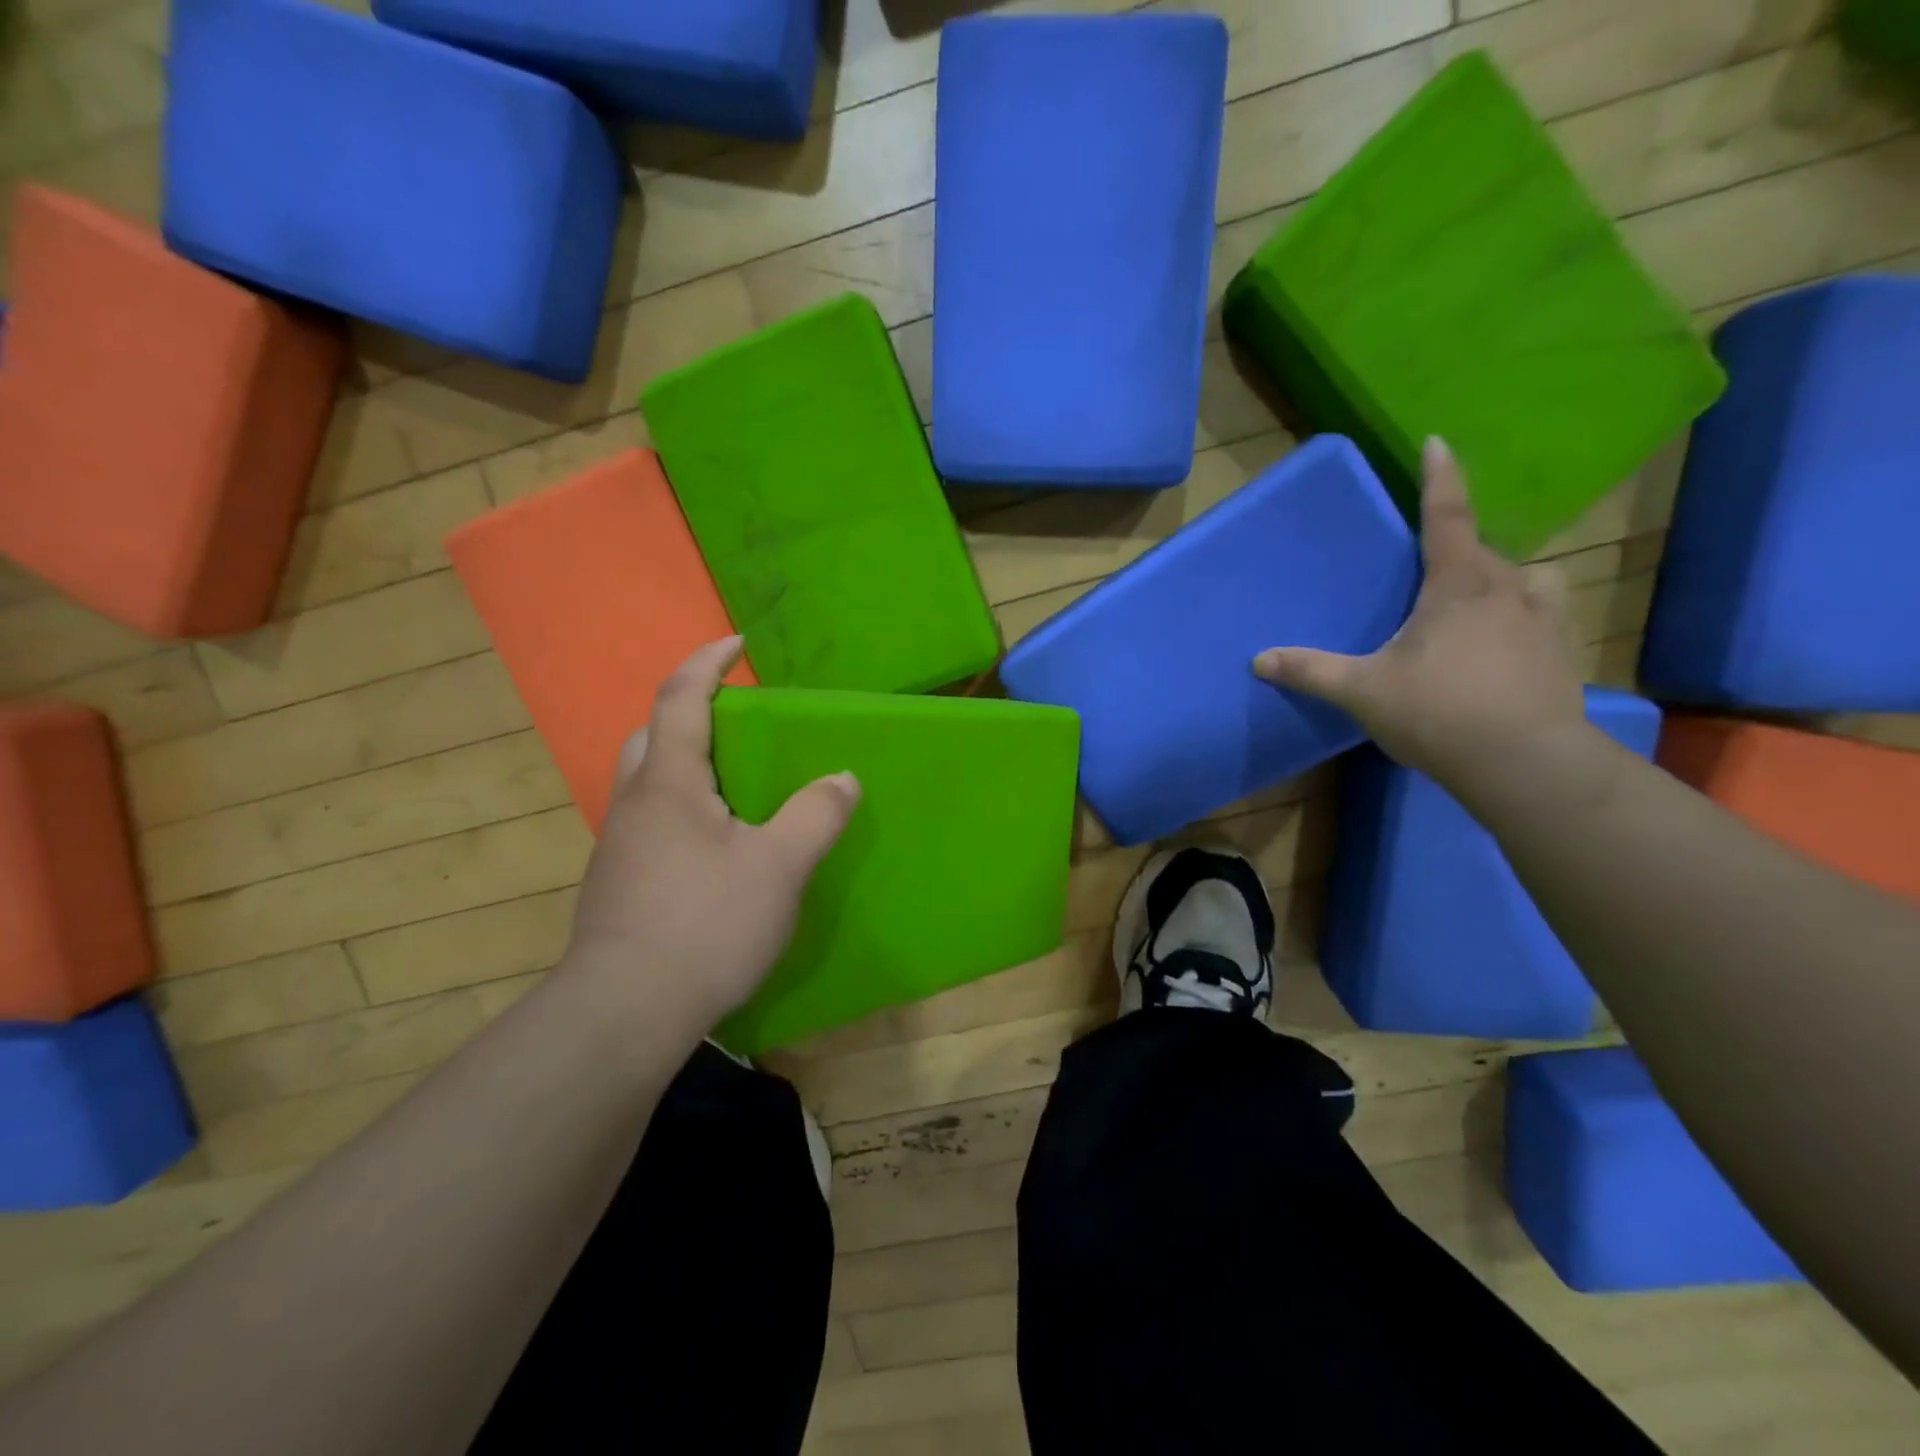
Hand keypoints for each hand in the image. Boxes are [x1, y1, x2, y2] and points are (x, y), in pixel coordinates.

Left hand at [567, 637, 859, 1030]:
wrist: (624, 1012)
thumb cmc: (705, 924)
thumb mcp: (779, 866)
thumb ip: (816, 815)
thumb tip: (843, 778)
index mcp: (668, 782)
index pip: (680, 699)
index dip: (707, 663)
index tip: (736, 645)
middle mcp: (634, 803)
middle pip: (652, 736)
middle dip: (688, 714)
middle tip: (735, 723)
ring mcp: (618, 846)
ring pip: (647, 783)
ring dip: (683, 765)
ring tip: (733, 786)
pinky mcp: (618, 885)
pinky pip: (650, 823)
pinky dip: (681, 810)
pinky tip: (713, 847)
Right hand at [1253, 436, 1589, 791]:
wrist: (1525, 763)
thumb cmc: (1439, 713)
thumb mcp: (1362, 692)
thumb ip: (1311, 672)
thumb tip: (1259, 660)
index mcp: (1457, 586)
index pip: (1447, 517)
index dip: (1440, 477)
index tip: (1438, 442)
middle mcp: (1507, 589)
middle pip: (1480, 551)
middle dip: (1455, 548)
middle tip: (1427, 567)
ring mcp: (1543, 619)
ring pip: (1522, 578)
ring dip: (1496, 579)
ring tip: (1473, 603)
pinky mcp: (1561, 651)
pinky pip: (1541, 611)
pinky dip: (1520, 613)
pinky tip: (1503, 643)